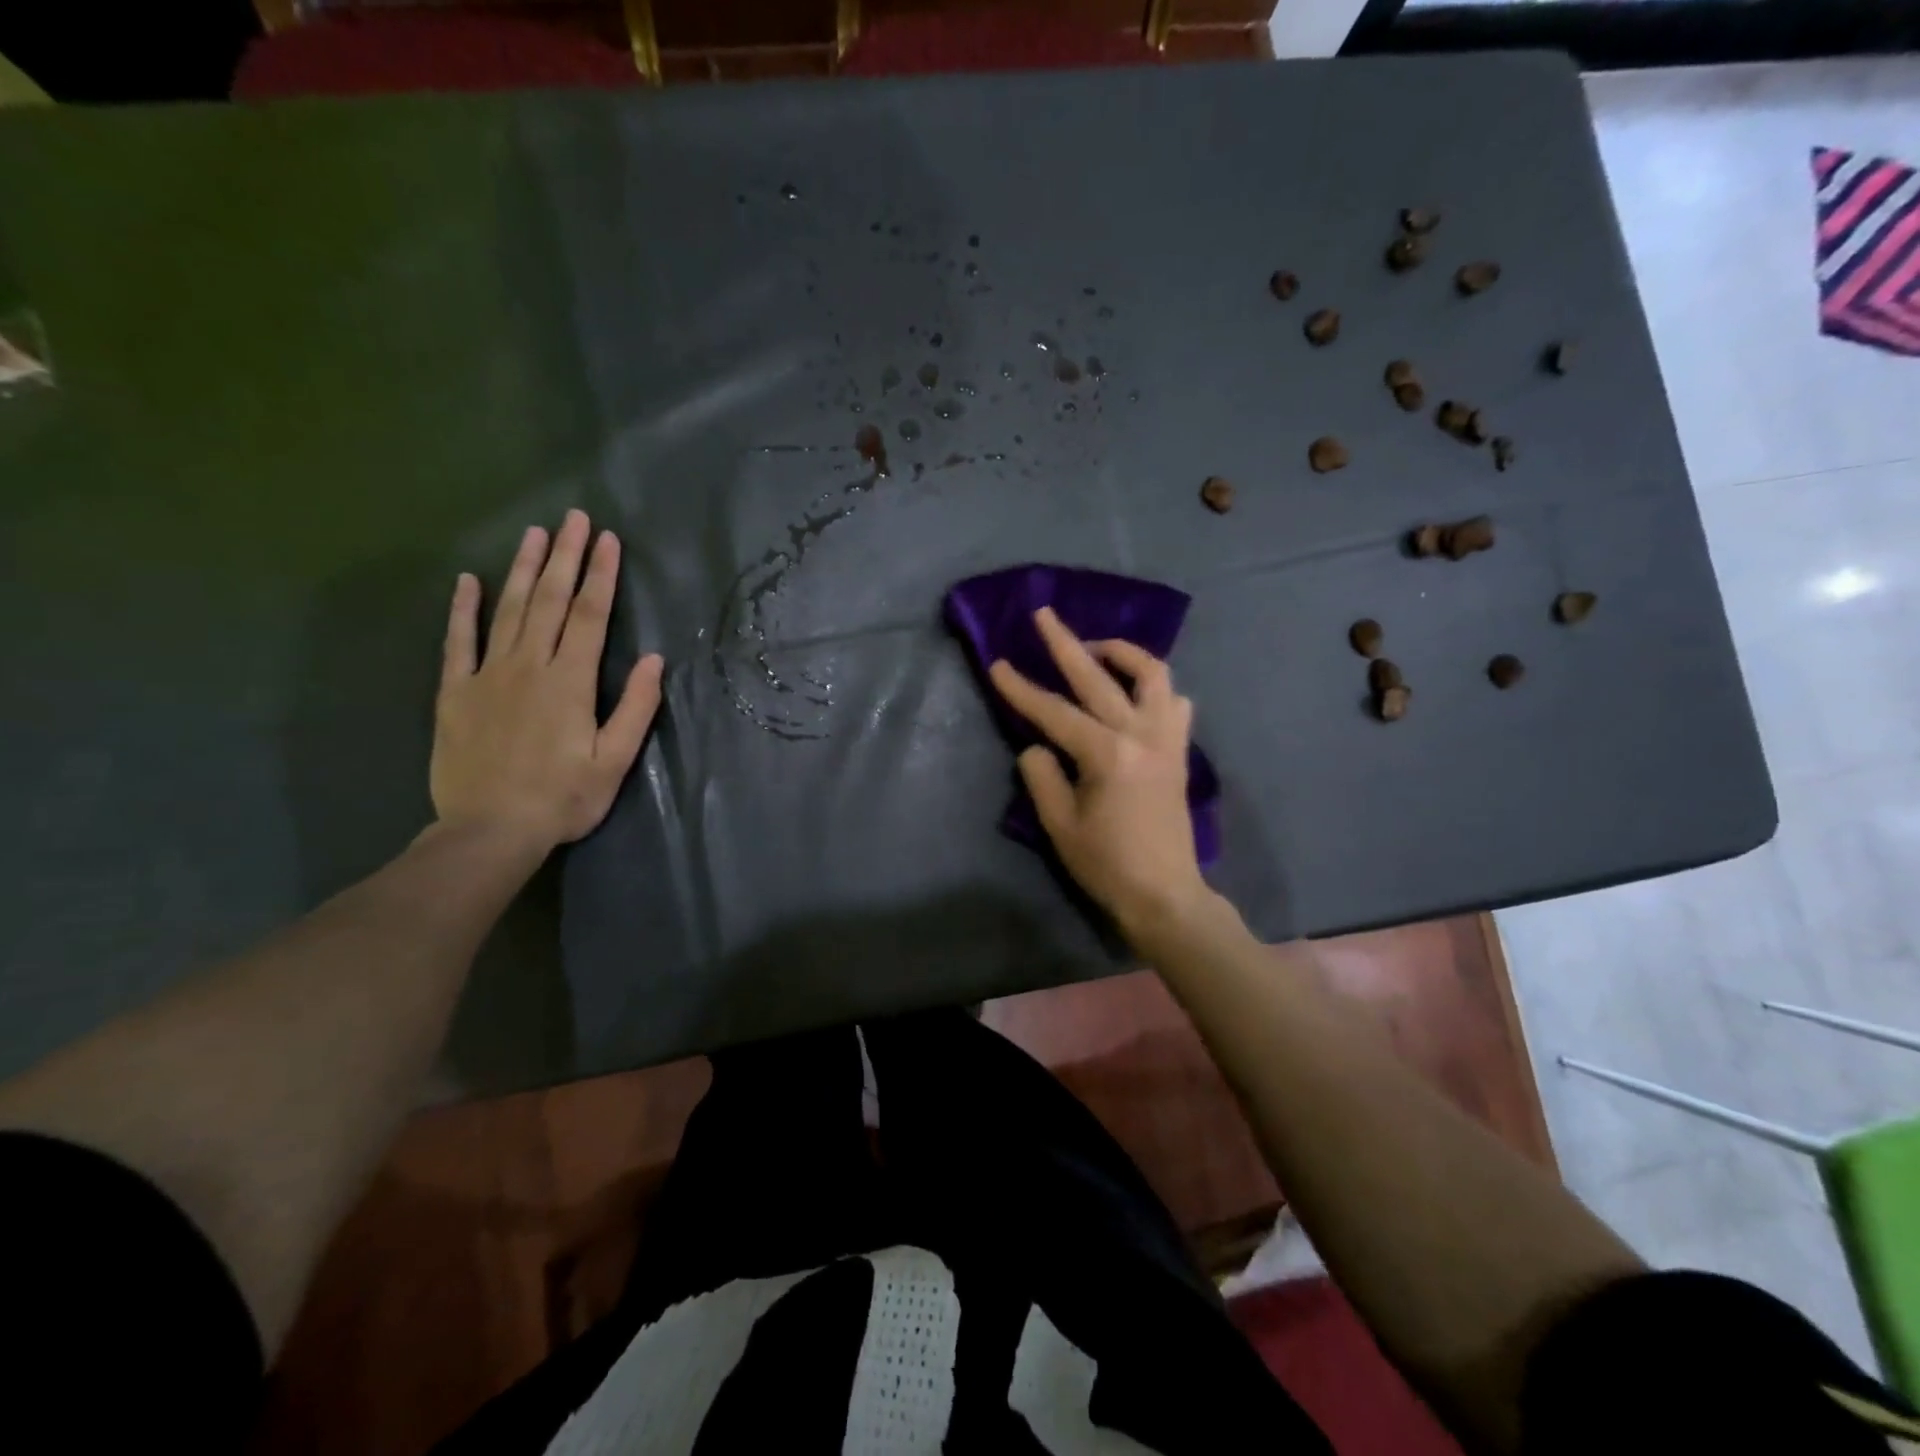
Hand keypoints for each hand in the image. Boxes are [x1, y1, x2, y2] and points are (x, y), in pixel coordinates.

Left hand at [431, 509, 663, 854]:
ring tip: (534, 533)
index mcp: (570, 682)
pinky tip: (466, 581)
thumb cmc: (563, 799)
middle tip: (574, 517)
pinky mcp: (455, 692)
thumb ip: (635, 707)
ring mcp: (487, 675)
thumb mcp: (614, 761)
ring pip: (507, 611)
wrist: (489, 831)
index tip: (607, 540)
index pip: (588, 616)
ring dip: (522, 569)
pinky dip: (462, 609)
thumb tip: (652, 659)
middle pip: (548, 601)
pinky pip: (457, 642)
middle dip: (564, 557)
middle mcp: (528, 666)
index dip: (600, 575)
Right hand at [988, 607, 1212, 943]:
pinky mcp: (1179, 751)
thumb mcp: (1060, 826)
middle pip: (1099, 677)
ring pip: (1153, 675)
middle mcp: (1141, 735)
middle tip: (1044, 615)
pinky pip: (1174, 703)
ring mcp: (1167, 739)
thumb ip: (1042, 776)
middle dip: (1065, 643)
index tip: (996, 664)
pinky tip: (1134, 692)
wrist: (1165, 895)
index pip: (1054, 711)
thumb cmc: (1107, 865)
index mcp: (1107, 754)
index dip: (1021, 688)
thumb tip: (1037, 746)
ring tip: (1095, 649)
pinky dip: (1154, 687)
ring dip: (1122, 653)